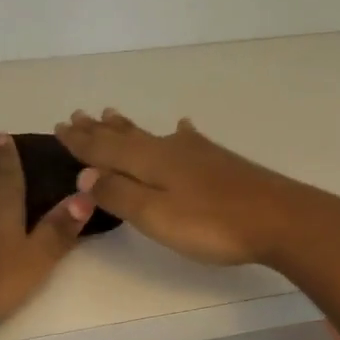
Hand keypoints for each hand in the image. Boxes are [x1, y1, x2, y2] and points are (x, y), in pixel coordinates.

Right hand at [54, 110, 339, 266]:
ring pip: (153, 135)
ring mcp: (198, 153)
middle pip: (126, 137)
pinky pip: (188, 139)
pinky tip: (183, 127)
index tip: (59, 126)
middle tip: (78, 115)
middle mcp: (170, 150)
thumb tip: (84, 173)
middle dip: (99, 130)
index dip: (80, 142)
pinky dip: (179, 133)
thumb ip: (119, 194)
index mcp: (149, 162)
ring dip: (129, 127)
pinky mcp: (220, 161)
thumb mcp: (156, 216)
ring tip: (111, 114)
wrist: (279, 218)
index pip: (104, 149)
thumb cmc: (212, 224)